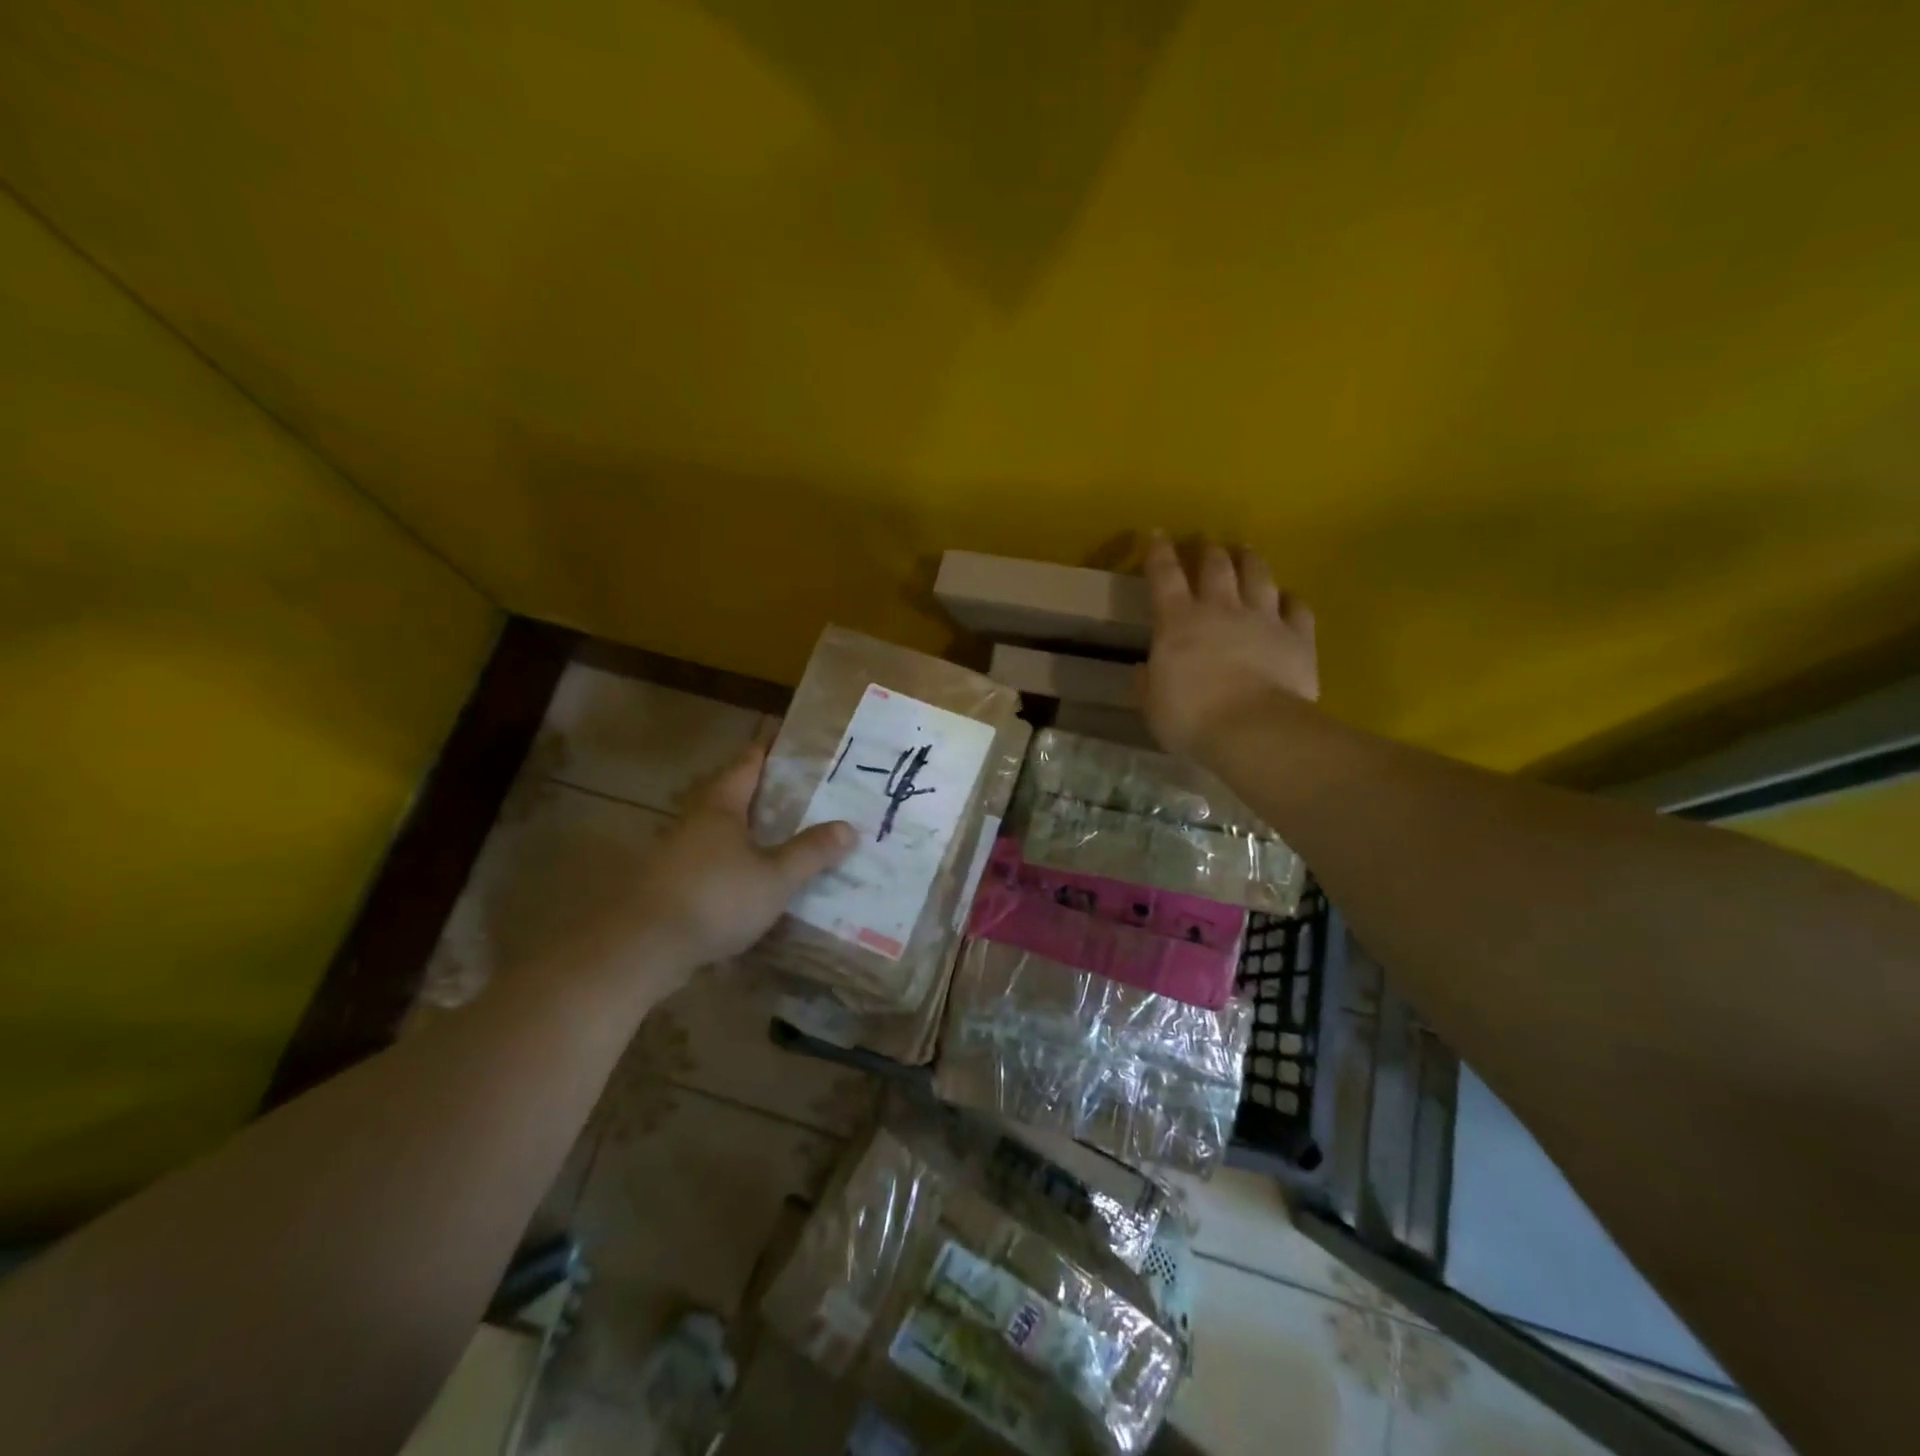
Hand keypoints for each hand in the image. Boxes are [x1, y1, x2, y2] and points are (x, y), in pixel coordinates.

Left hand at [488, 736, 853, 1009]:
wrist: (645, 948)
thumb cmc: (716, 899)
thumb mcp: (776, 877)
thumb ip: (811, 852)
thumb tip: (849, 827)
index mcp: (721, 806)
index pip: (749, 764)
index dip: (771, 751)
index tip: (794, 742)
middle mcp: (696, 821)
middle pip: (732, 795)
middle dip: (764, 792)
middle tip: (802, 793)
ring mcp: (678, 853)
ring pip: (721, 831)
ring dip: (748, 830)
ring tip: (784, 836)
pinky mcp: (671, 884)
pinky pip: (712, 862)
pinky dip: (735, 863)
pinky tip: (755, 881)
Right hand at [1140, 531, 1318, 757]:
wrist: (1253, 729)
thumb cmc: (1192, 719)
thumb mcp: (1153, 706)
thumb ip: (1148, 683)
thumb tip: (1145, 669)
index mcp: (1178, 622)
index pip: (1164, 576)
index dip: (1159, 552)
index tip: (1157, 534)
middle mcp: (1221, 609)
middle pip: (1215, 566)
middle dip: (1208, 550)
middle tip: (1206, 543)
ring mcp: (1263, 619)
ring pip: (1258, 576)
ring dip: (1250, 560)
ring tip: (1246, 551)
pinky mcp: (1298, 636)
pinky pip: (1297, 607)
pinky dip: (1290, 599)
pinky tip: (1288, 598)